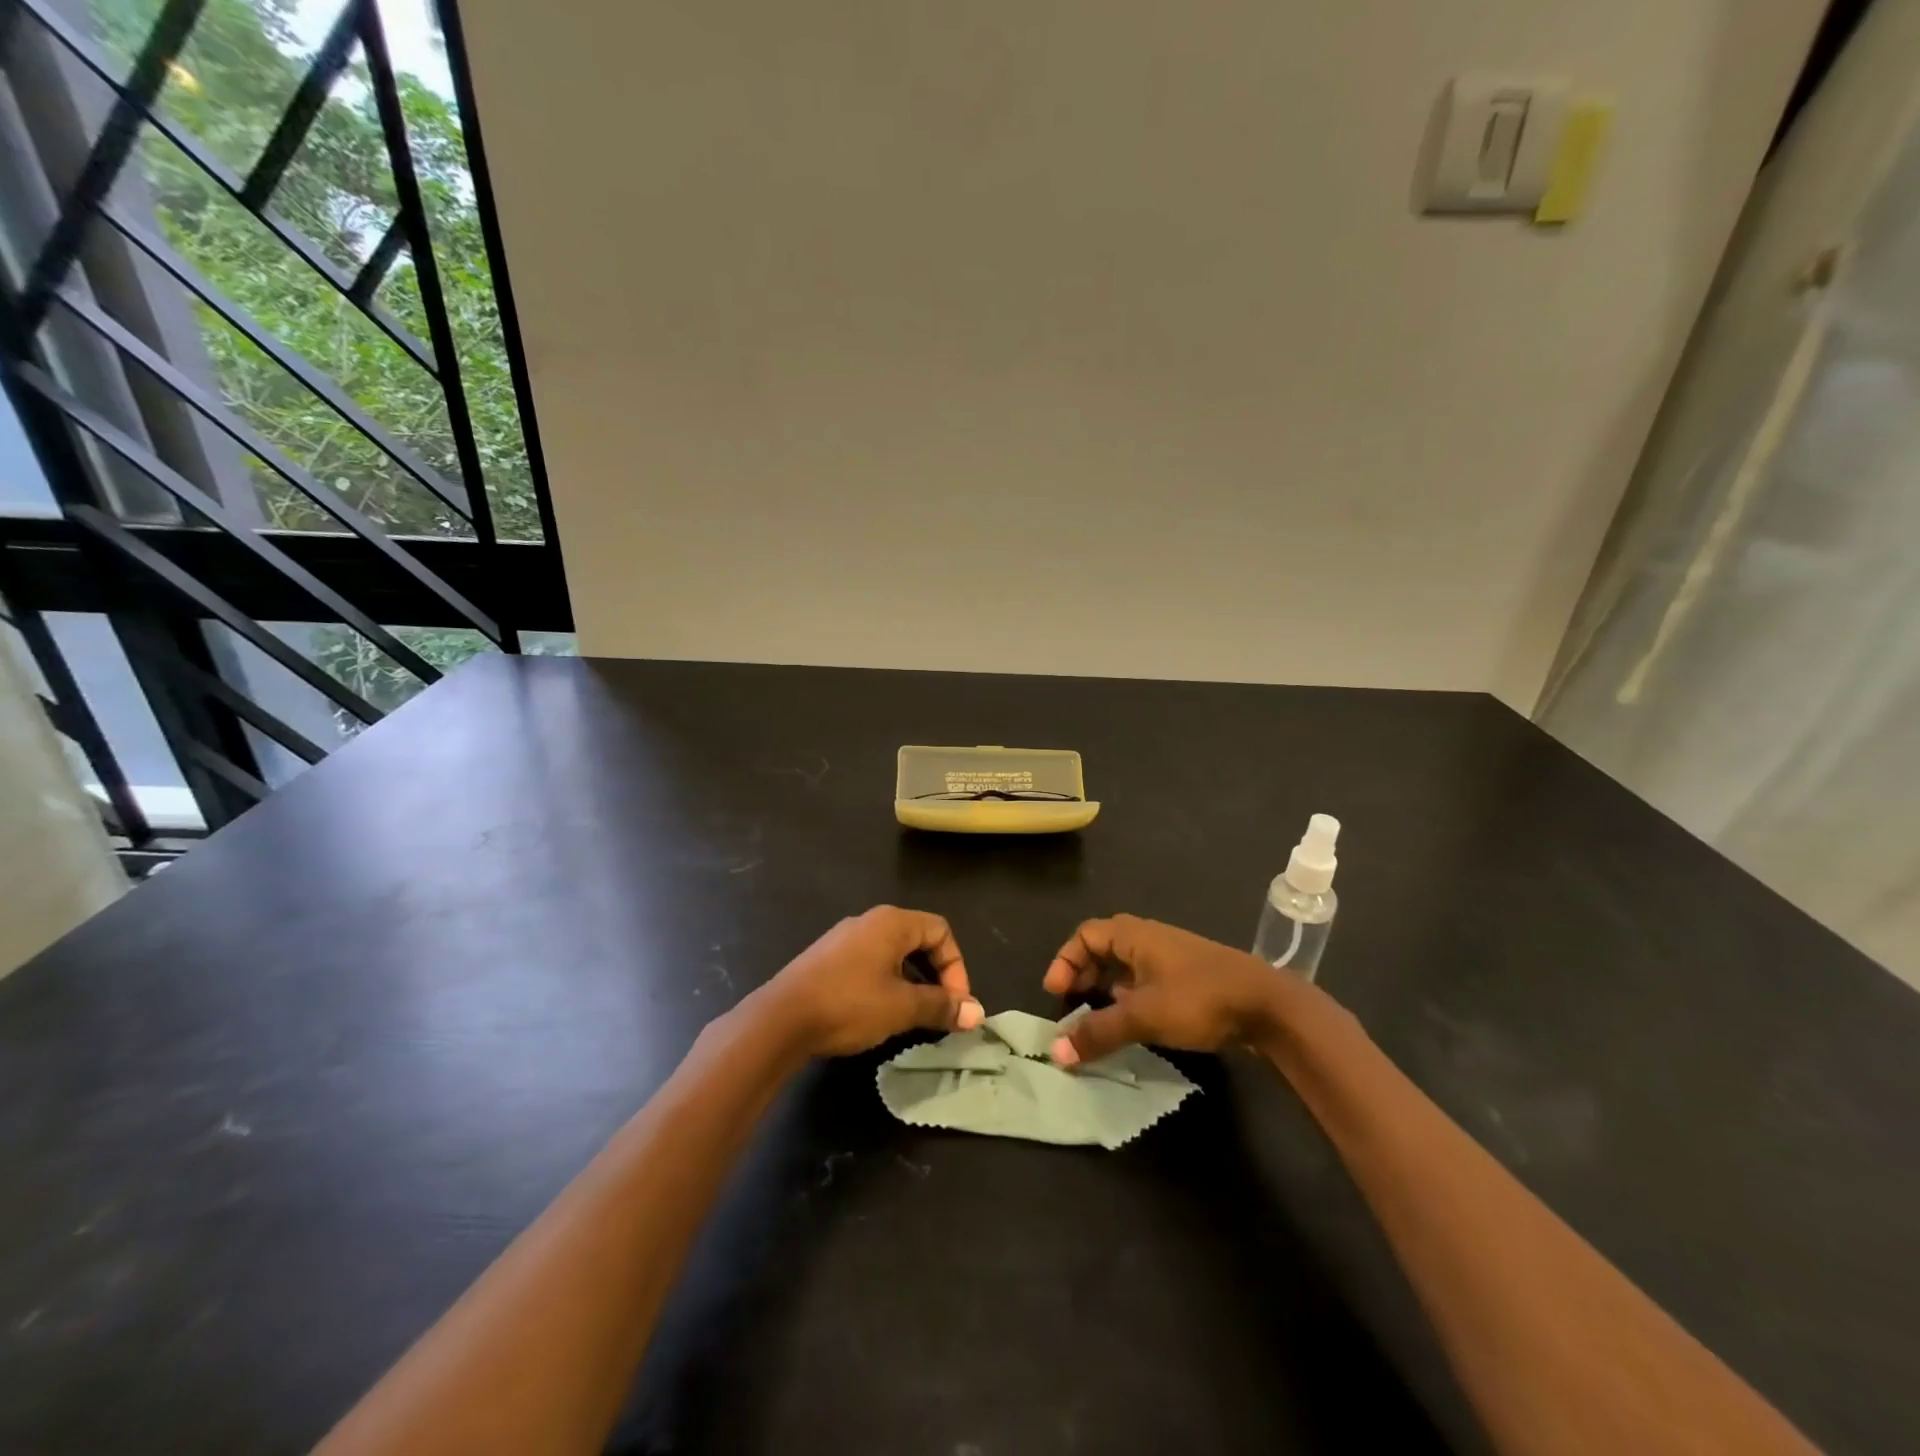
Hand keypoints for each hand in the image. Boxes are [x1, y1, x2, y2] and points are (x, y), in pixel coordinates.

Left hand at [755, 906, 984, 1057]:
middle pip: (918, 939)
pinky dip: (887, 983)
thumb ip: (941, 1006)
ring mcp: (844, 938)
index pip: (941, 931)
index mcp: (892, 922)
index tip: (955, 1004)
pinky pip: (870, 963)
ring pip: (893, 953)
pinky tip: (880, 1012)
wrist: (780, 1019)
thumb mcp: (902, 1008)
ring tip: (913, 1015)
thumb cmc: (849, 1004)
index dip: (956, 967)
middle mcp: (869, 921)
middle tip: (940, 1010)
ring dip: (912, 981)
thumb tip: (977, 1013)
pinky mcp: (827, 959)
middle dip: (936, 975)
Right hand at [1042, 915, 1295, 1064]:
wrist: (1269, 1006)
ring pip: (1126, 966)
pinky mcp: (1189, 979)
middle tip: (1071, 1005)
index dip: (1065, 960)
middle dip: (1083, 974)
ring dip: (1106, 988)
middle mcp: (1149, 939)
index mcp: (1134, 934)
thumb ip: (1098, 1032)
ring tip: (1097, 1017)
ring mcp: (1171, 958)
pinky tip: (1133, 1022)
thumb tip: (1056, 1053)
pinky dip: (1129, 997)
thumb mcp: (1143, 1016)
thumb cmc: (1199, 999)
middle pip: (1103, 948)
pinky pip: (1145, 980)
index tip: (1056, 992)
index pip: (1085, 935)